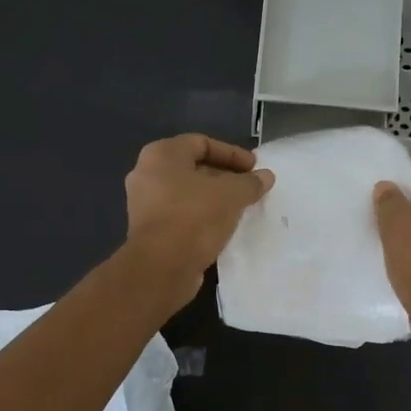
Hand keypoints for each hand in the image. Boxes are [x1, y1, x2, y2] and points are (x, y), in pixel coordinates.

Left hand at [122, 134, 273, 308]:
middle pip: (194, 167)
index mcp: (161, 155)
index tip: (254, 168)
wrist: (162, 267)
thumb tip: (266, 176)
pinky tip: (223, 226)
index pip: (202, 143)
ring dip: (214, 198)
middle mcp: (147, 174)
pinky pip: (181, 213)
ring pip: (187, 193)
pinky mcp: (149, 230)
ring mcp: (145, 203)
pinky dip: (202, 215)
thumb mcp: (231, 195)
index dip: (232, 153)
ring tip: (241, 207)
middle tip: (250, 187)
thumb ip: (250, 182)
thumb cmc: (194, 217)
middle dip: (225, 176)